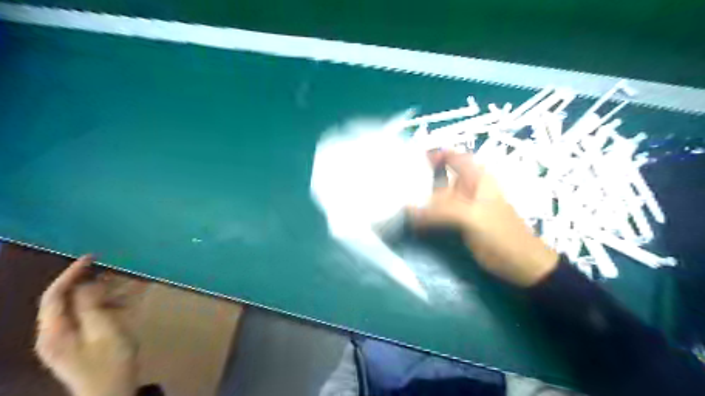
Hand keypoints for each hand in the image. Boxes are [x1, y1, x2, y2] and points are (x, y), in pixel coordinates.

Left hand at [35, 256, 138, 393]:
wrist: (112, 394)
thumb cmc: (111, 364)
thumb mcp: (106, 332)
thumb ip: (92, 307)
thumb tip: (87, 284)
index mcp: (55, 332)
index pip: (54, 295)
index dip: (71, 273)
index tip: (93, 257)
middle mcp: (55, 333)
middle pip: (68, 299)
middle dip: (94, 283)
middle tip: (119, 272)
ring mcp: (67, 338)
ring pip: (83, 306)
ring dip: (107, 294)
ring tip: (133, 285)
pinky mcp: (80, 341)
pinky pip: (92, 316)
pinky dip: (110, 305)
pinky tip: (130, 300)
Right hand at [411, 151, 558, 286]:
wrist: (520, 265)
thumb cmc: (501, 235)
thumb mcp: (471, 217)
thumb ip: (439, 210)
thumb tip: (407, 209)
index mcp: (477, 178)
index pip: (454, 157)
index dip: (436, 154)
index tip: (412, 158)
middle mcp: (469, 189)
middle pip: (442, 176)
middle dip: (422, 177)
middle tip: (398, 181)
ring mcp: (464, 207)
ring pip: (439, 196)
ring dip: (422, 197)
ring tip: (399, 198)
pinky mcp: (459, 224)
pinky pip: (439, 214)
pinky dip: (426, 214)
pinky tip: (412, 218)